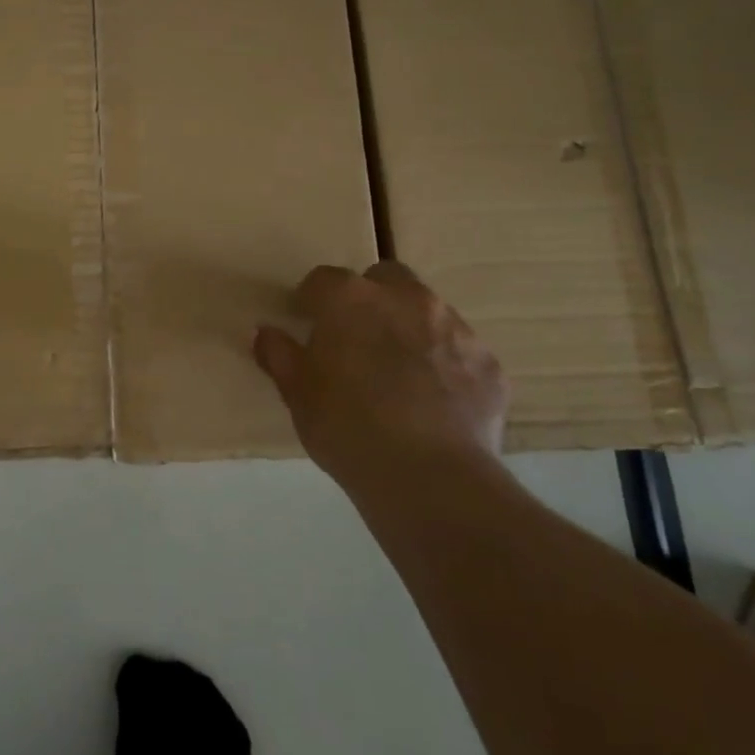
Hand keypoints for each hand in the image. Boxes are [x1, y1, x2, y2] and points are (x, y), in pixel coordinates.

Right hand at [252, 261, 507, 488]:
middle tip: (357, 339)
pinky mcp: (489, 364)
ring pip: (428, 311)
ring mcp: (454, 328)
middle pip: (385, 277)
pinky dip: (446, 365)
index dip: (313, 301)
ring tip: (399, 374)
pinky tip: (435, 402)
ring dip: (410, 327)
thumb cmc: (346, 426)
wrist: (429, 477)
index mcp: (350, 298)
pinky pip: (460, 352)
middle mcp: (405, 298)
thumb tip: (265, 333)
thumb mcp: (297, 393)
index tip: (308, 324)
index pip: (322, 280)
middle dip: (371, 298)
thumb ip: (279, 355)